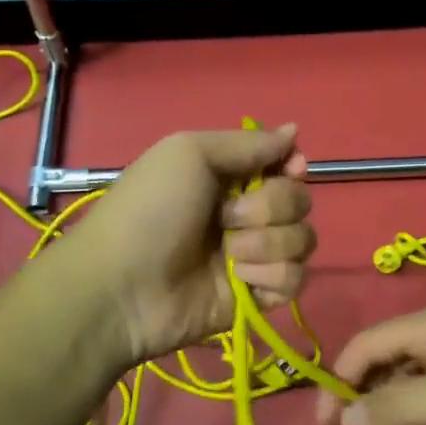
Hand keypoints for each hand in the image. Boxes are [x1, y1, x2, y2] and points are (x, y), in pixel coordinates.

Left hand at [66, 125, 315, 365]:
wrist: (122, 287)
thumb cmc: (150, 210)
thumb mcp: (189, 153)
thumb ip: (248, 143)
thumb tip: (294, 129)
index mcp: (228, 176)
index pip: (285, 164)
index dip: (293, 166)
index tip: (289, 170)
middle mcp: (246, 213)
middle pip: (299, 201)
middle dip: (271, 207)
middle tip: (227, 217)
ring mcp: (253, 256)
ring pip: (302, 241)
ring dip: (267, 245)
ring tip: (228, 254)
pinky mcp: (257, 295)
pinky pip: (295, 280)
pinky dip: (270, 278)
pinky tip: (239, 281)